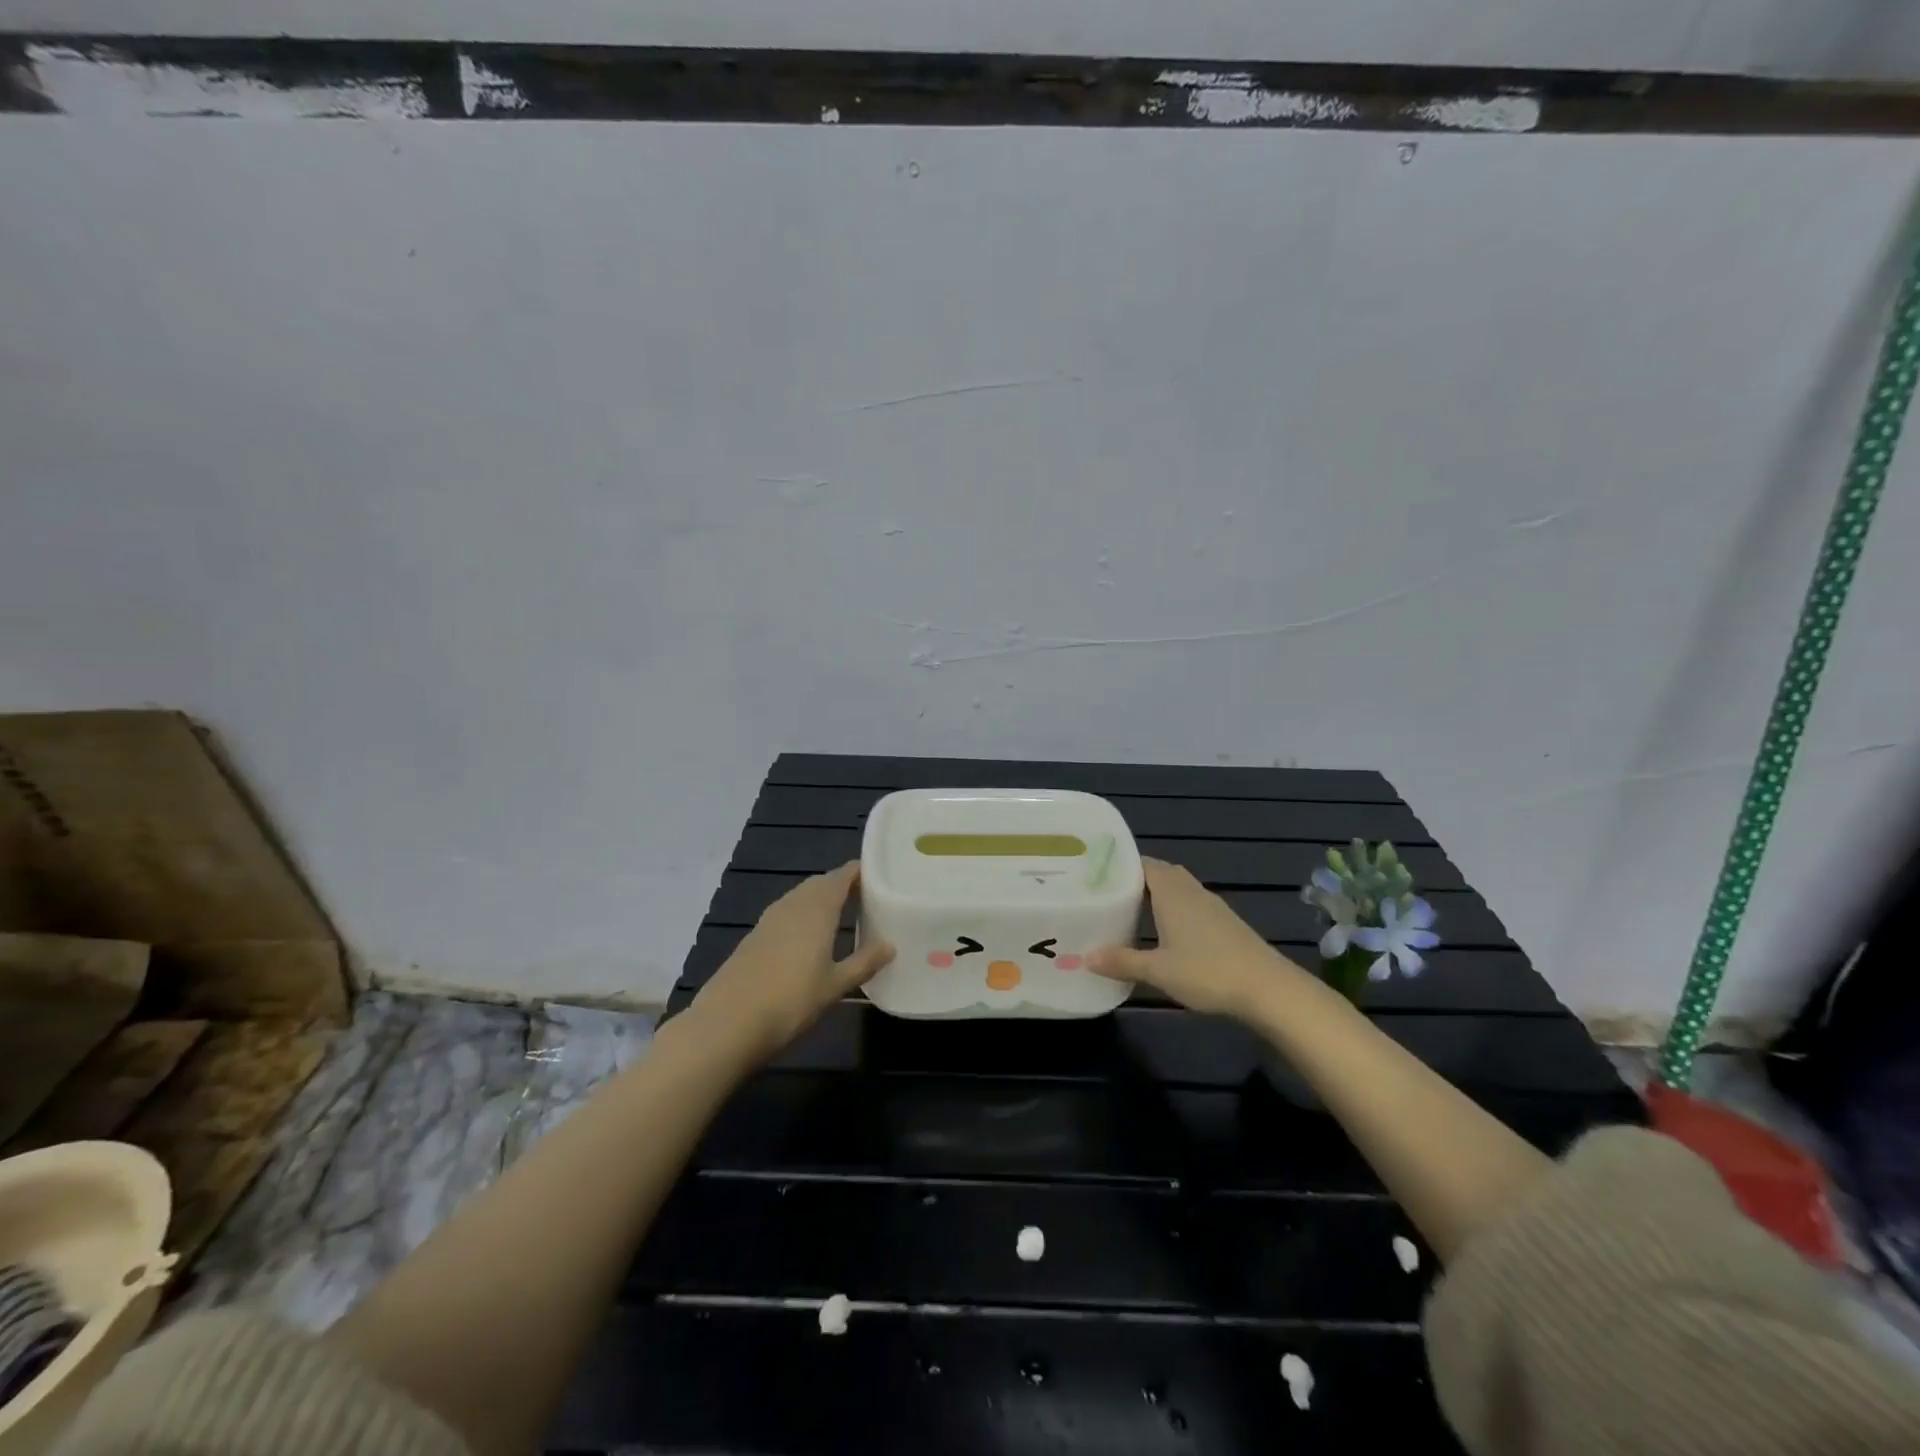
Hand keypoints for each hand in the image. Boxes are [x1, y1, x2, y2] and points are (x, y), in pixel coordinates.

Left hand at [684, 862, 893, 1063]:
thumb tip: (890, 945)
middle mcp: (793, 905)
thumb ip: (864, 962)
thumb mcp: (836, 985)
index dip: (859, 872)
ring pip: (800, 897)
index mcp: (817, 908)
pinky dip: (802, 915)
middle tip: (865, 897)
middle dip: (841, 885)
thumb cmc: (791, 1001)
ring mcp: (769, 920)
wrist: (728, 1023)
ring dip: (820, 899)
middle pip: (820, 884)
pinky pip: (785, 913)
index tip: (879, 875)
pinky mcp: (753, 937)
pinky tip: (808, 937)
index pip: (841, 877)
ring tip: (841, 915)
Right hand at [1089, 858, 1303, 1020]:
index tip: (1097, 872)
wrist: (1268, 989)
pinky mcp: (1226, 923)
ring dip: (1158, 894)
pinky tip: (1166, 932)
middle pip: (1162, 873)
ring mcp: (1212, 906)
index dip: (1122, 865)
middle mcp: (1191, 891)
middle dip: (1137, 879)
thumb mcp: (1158, 971)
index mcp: (1172, 893)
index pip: (1144, 864)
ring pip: (1179, 888)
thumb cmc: (1207, 972)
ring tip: (1132, 910)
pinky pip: (1192, 904)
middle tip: (1110, 892)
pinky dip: (1175, 909)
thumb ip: (1122, 961)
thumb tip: (1085, 957)